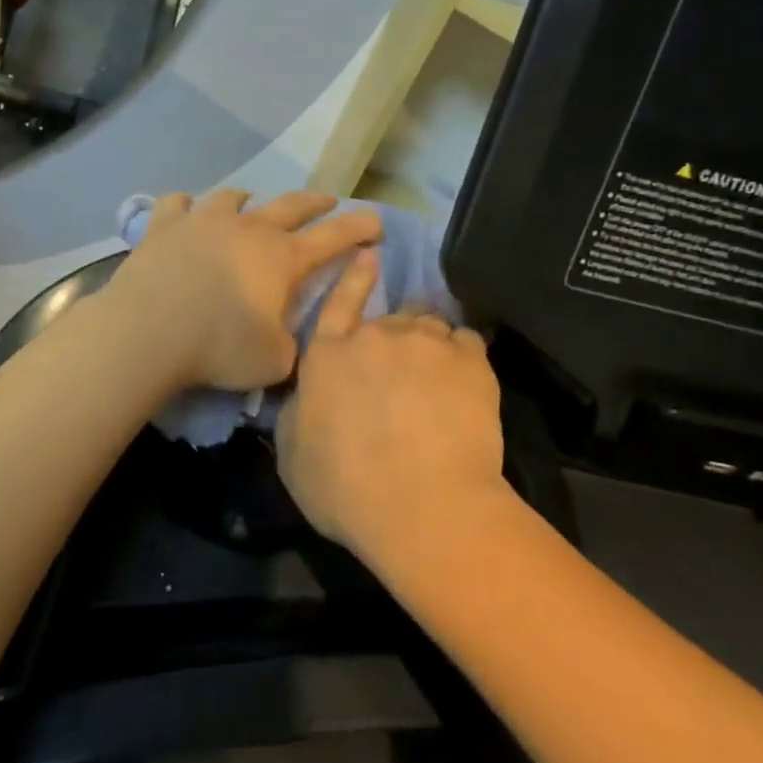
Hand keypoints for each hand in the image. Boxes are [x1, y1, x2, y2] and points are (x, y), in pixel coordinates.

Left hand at [104, 190, 381, 392]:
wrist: (147, 331)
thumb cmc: (219, 348)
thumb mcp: (275, 361)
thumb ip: (293, 342)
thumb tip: (286, 329)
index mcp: (282, 258)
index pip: (334, 236)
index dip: (360, 227)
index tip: (377, 221)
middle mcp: (248, 228)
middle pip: (291, 204)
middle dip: (316, 202)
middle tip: (329, 200)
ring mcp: (203, 221)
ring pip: (234, 198)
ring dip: (250, 200)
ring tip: (251, 204)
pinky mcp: (164, 226)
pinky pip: (178, 203)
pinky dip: (188, 205)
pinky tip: (186, 210)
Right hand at [275, 251, 503, 554]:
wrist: (422, 507)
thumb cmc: (344, 489)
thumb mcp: (292, 454)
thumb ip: (297, 410)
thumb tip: (307, 394)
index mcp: (327, 355)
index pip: (338, 303)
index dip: (353, 278)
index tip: (368, 254)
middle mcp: (374, 337)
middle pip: (389, 320)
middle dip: (394, 339)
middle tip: (403, 375)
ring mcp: (425, 344)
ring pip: (430, 326)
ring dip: (429, 345)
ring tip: (437, 378)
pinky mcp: (470, 361)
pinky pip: (467, 342)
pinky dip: (463, 357)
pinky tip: (465, 383)